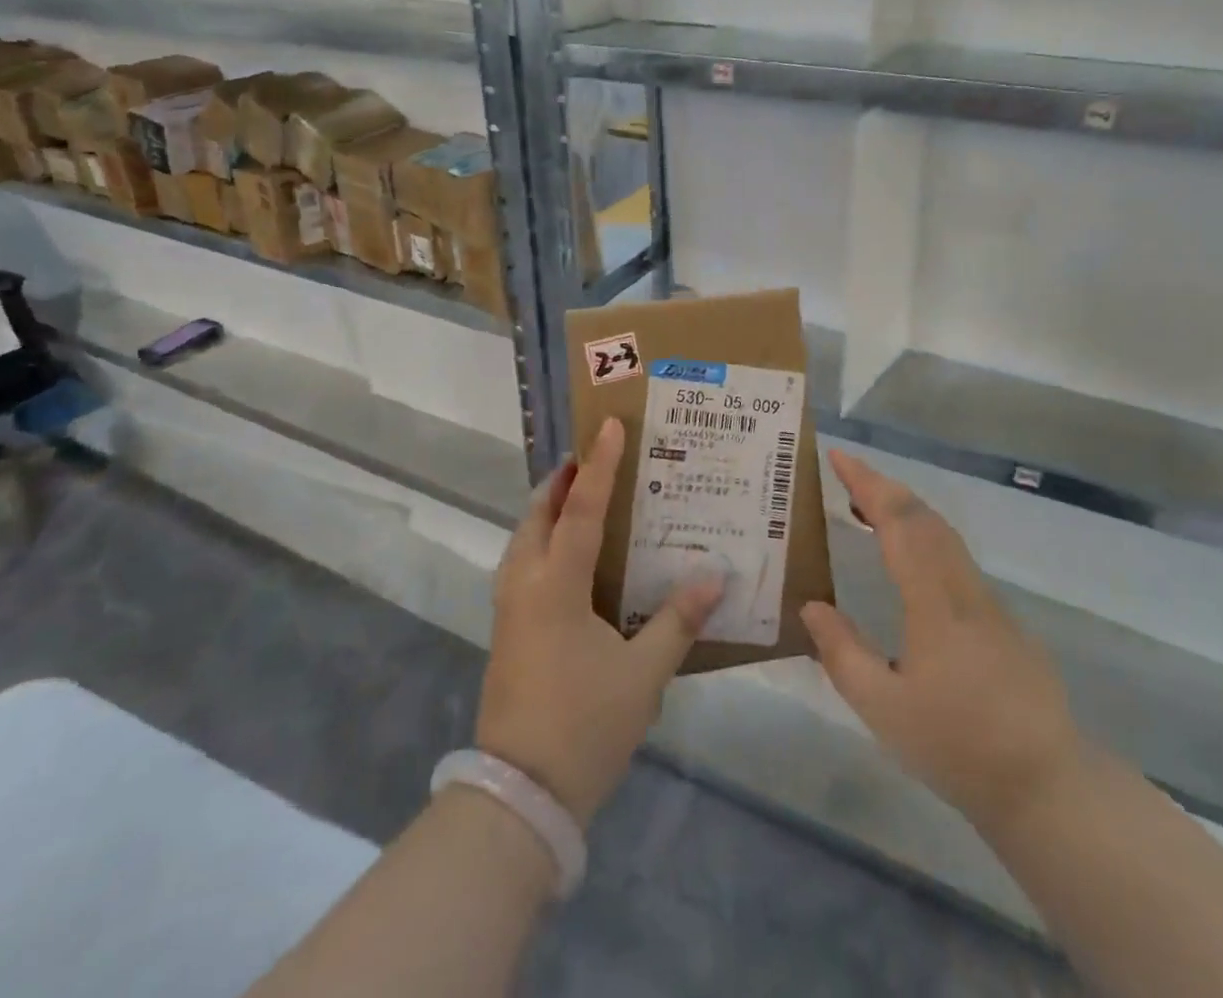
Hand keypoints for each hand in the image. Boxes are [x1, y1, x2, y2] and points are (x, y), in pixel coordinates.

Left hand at [475, 417, 724, 827]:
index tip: (608, 426)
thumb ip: (678, 620)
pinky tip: (572, 559)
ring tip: (582, 499)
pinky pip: (523, 566)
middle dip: (562, 482)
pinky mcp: (507, 633)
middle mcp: (524, 586)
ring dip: (549, 511)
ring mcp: (509, 610)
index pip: (581, 510)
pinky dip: (544, 542)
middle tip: (593, 459)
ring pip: (524, 541)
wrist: (519, 796)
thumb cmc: (585, 724)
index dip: (599, 467)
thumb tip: (715, 575)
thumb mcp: (644, 674)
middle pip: (538, 516)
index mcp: (556, 586)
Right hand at [800, 449, 1083, 835]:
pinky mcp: (1003, 618)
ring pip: (944, 534)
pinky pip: (955, 557)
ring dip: (904, 510)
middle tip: (845, 475)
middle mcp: (964, 587)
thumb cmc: (957, 746)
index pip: (899, 521)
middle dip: (883, 486)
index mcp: (934, 601)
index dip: (867, 483)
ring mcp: (989, 601)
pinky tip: (907, 561)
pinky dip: (924, 537)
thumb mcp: (883, 709)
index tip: (838, 456)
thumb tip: (812, 605)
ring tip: (866, 510)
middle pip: (924, 517)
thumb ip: (842, 653)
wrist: (1046, 785)